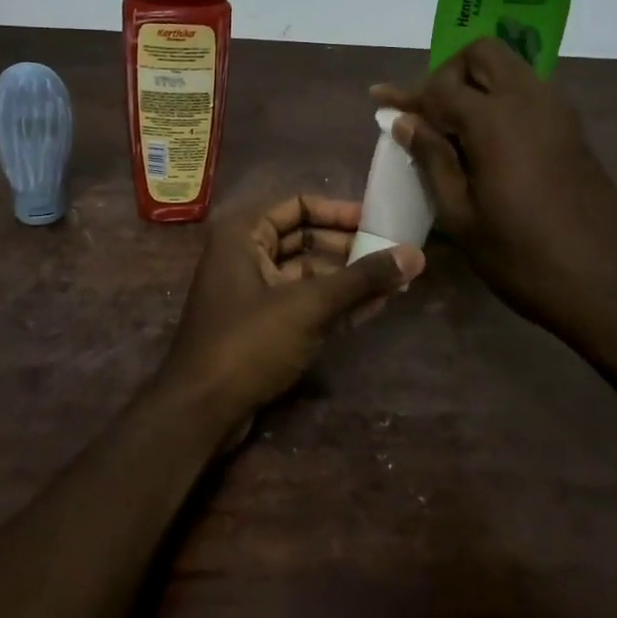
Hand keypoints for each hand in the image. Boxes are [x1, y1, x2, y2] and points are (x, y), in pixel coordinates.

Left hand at [159, 194, 424, 434]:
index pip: (298, 206)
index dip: (339, 211)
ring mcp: (252, 292)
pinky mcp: (261, 325)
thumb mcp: (309, 305)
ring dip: (348, 279)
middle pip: (305, 239)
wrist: (200, 411)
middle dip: (349, 248)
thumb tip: (416, 254)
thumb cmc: (249, 343)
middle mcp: (244, 255)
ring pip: (307, 274)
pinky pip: (303, 302)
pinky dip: (335, 303)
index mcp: (243, 234)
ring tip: (395, 283)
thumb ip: (362, 278)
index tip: (378, 223)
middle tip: (394, 255)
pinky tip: (374, 307)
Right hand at [372, 38, 616, 337]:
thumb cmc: (524, 259)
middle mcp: (529, 100)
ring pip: (510, 69)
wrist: (614, 286)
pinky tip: (485, 140)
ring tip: (451, 126)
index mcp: (495, 120)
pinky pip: (529, 93)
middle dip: (447, 72)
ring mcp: (557, 113)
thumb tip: (405, 121)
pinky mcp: (573, 131)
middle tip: (427, 112)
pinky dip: (500, 100)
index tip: (380, 102)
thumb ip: (432, 160)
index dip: (407, 95)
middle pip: (482, 54)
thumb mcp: (462, 217)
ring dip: (476, 83)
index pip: (440, 87)